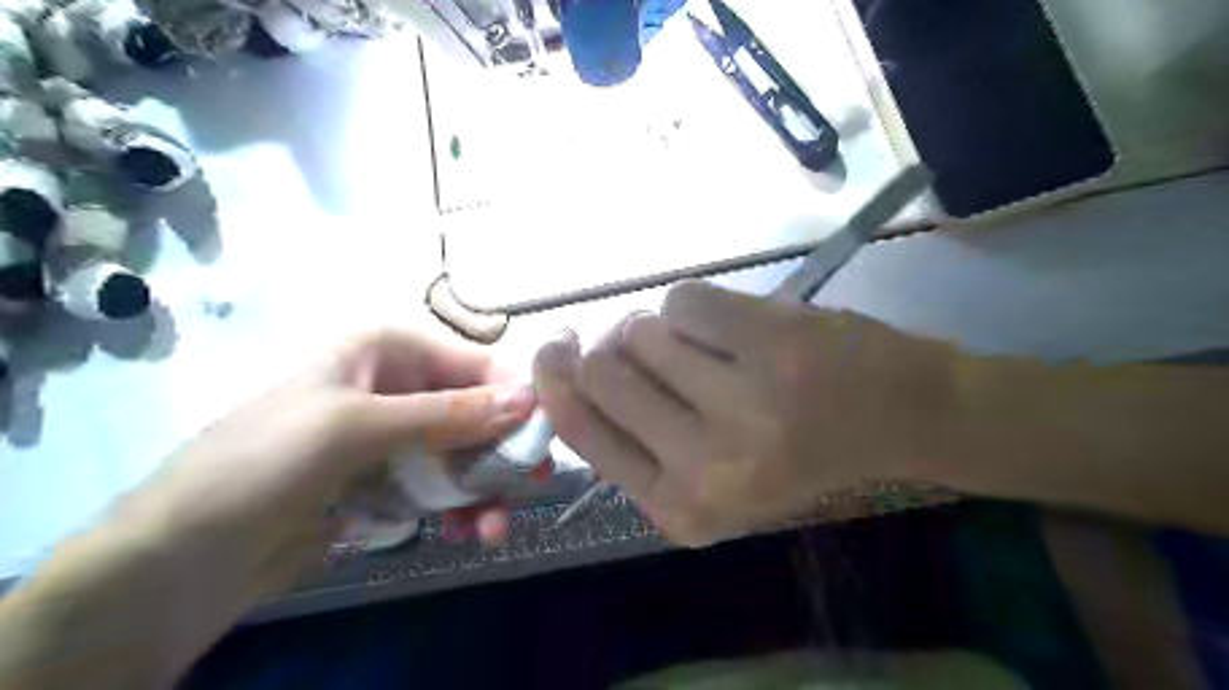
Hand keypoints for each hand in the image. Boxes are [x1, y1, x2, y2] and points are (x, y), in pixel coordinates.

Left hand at [119, 329, 532, 629]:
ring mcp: (395, 437)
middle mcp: (398, 386)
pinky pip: (444, 486)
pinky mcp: (390, 481)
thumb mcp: (355, 428)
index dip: (514, 395)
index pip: (475, 363)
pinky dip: (461, 508)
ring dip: (485, 489)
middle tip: (532, 488)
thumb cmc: (259, 466)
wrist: (178, 561)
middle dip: (502, 452)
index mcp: (387, 352)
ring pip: (465, 454)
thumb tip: (528, 398)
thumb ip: (446, 413)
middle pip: (477, 412)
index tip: (547, 436)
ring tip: (491, 529)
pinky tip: (467, 532)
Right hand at [531, 280, 949, 544]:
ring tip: (708, 346)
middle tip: (646, 344)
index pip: (583, 429)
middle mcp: (706, 464)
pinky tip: (736, 327)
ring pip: (640, 329)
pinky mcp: (770, 342)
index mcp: (683, 507)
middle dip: (613, 345)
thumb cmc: (795, 452)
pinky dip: (697, 305)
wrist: (899, 417)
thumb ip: (634, 439)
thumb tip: (565, 371)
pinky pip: (682, 299)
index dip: (556, 379)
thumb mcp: (707, 476)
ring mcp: (742, 401)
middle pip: (602, 369)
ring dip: (662, 328)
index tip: (557, 348)